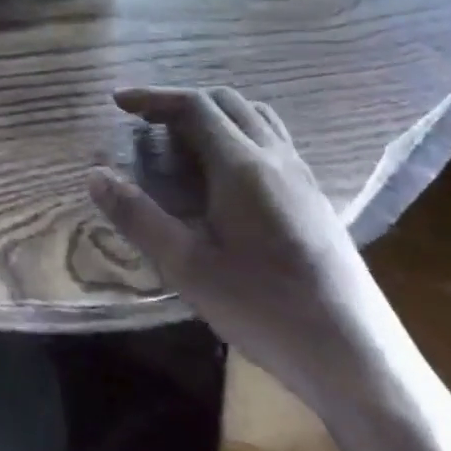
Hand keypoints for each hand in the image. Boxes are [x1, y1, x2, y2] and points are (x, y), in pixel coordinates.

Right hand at [86, 86, 387, 415]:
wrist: (355, 354)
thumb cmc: (263, 308)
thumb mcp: (187, 267)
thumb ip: (138, 216)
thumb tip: (95, 175)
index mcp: (242, 166)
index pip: (194, 106)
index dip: (153, 97)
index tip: (119, 101)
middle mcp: (276, 158)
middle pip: (227, 102)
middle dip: (182, 103)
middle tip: (146, 124)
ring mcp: (302, 176)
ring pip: (256, 118)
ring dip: (215, 115)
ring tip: (183, 143)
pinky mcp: (315, 198)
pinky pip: (274, 142)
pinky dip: (239, 135)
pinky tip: (225, 177)